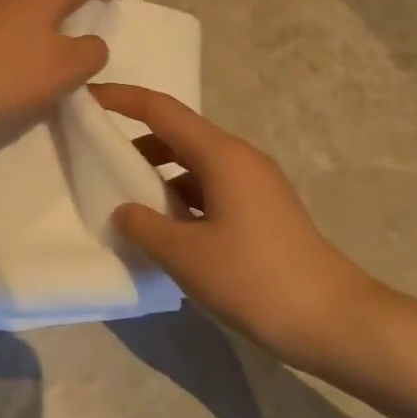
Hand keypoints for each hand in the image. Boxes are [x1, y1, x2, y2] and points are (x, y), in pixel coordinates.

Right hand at [92, 83, 391, 371]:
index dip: (120, 99)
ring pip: (192, 164)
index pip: (160, 109)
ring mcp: (252, 185)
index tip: (84, 97)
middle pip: (176, 134)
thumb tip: (123, 210)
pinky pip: (207, 189)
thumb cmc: (255, 278)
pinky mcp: (259, 211)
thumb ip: (143, 226)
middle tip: (94, 158)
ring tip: (123, 200)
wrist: (332, 320)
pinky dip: (178, 197)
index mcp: (221, 155)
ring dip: (156, 174)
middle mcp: (238, 159)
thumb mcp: (186, 255)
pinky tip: (162, 229)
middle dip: (133, 141)